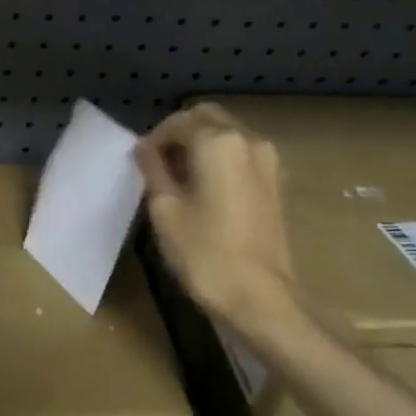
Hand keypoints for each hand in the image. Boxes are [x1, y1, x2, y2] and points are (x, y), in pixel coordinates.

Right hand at [135, 103, 299, 328]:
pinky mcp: (276, 183)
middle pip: (208, 119)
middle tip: (157, 163)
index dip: (154, 139)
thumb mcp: (164, 208)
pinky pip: (241, 155)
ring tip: (178, 177)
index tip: (139, 161)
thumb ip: (153, 170)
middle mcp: (249, 140)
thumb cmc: (203, 251)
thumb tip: (144, 149)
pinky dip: (219, 160)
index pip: (179, 122)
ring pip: (227, 135)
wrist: (259, 296)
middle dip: (180, 134)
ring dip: (201, 145)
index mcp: (218, 141)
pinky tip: (203, 188)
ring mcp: (268, 161)